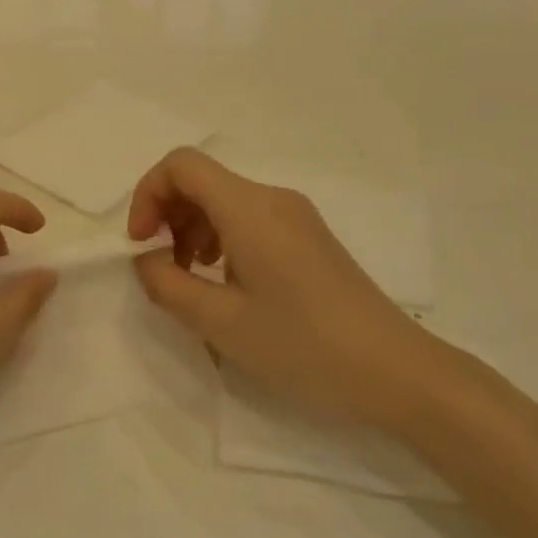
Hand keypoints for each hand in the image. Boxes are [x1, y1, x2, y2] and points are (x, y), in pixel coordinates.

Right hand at [127, 149, 461, 432]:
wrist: (395, 371)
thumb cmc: (302, 345)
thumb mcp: (219, 322)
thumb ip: (166, 284)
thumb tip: (145, 260)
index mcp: (249, 208)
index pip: (181, 165)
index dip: (147, 195)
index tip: (141, 244)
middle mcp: (273, 199)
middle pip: (202, 180)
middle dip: (167, 215)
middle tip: (162, 268)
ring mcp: (296, 216)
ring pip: (224, 201)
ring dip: (192, 230)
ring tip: (192, 280)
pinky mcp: (309, 238)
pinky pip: (250, 220)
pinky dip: (221, 240)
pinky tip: (227, 284)